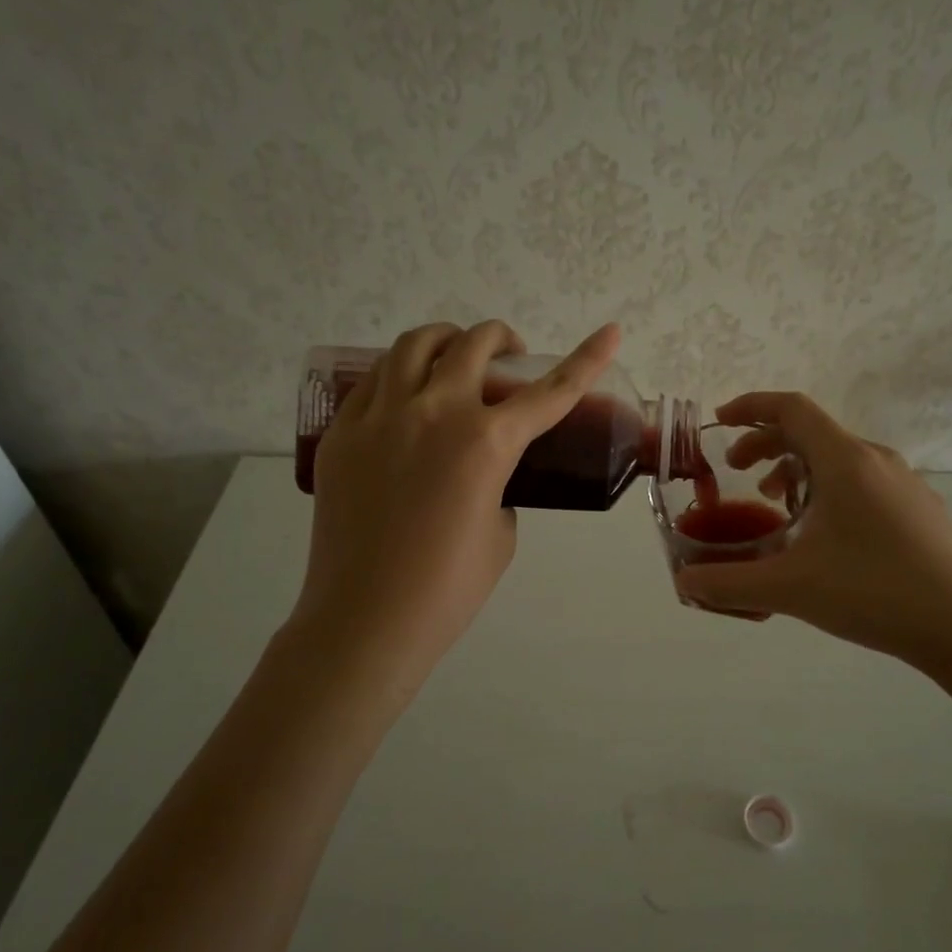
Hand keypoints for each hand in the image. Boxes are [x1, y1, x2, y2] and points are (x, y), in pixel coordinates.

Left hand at [290, 320, 619, 694]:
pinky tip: (405, 399)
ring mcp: (379, 417)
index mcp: (486, 442)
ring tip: (452, 362)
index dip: (588, 358)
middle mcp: (434, 412)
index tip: (610, 332)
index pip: (551, 390)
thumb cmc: (447, 589)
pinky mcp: (341, 433)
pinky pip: (373, 381)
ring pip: (414, 344)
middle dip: (501, 340)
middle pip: (473, 344)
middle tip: (508, 359)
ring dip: (445, 342)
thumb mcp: (501, 532)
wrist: (366, 620)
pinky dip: (399, 375)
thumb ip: (499, 485)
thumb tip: (482, 470)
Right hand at [672, 392, 951, 674]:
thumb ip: (728, 583)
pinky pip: (862, 480)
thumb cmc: (871, 592)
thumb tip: (685, 583)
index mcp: (844, 460)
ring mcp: (904, 482)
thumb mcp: (789, 588)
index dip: (750, 406)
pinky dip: (828, 488)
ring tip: (776, 505)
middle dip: (766, 444)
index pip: (791, 408)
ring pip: (838, 457)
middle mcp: (876, 459)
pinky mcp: (919, 508)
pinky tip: (824, 533)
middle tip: (738, 472)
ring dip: (797, 469)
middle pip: (811, 432)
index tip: (720, 420)